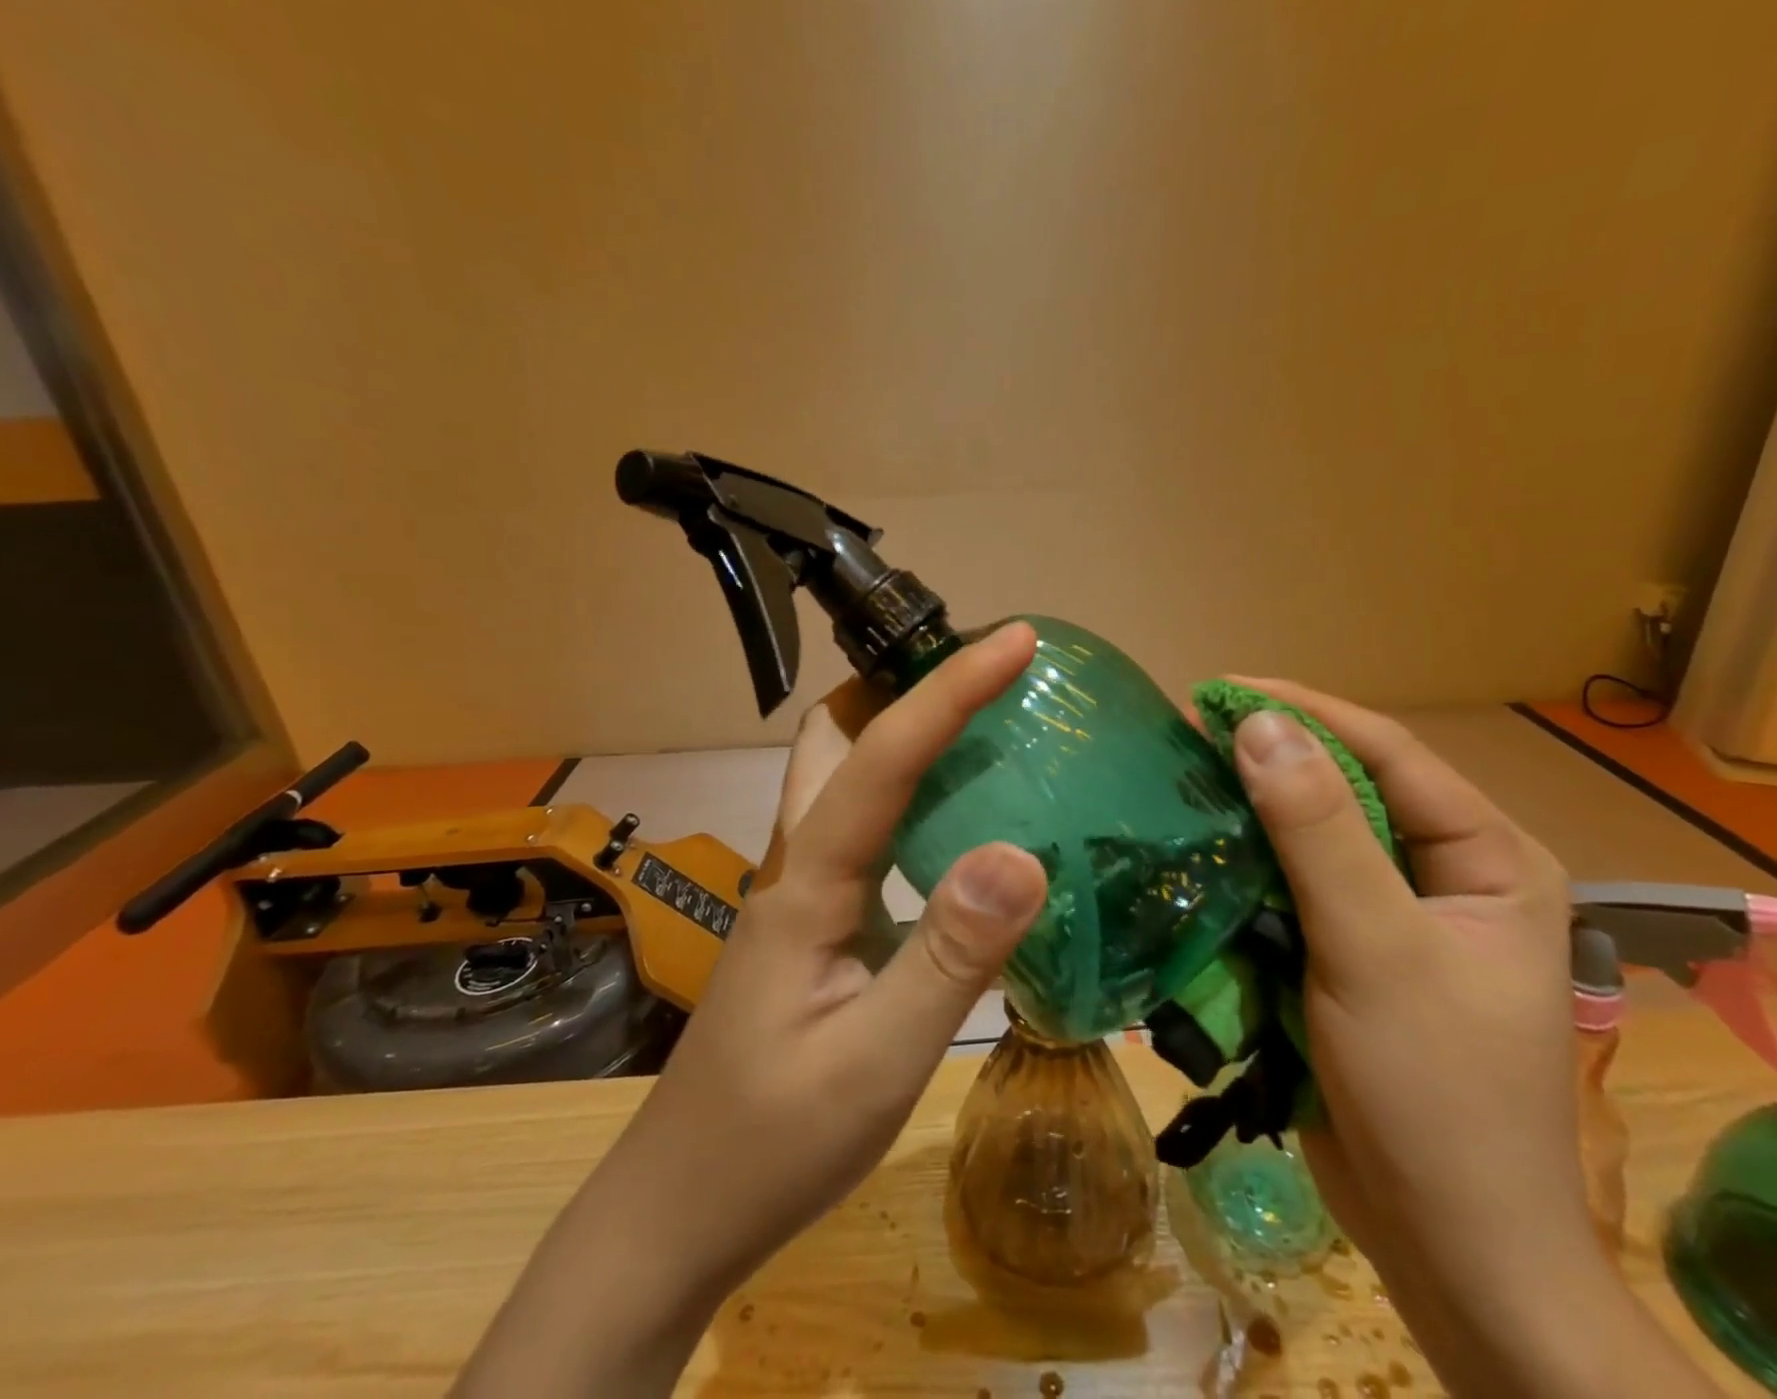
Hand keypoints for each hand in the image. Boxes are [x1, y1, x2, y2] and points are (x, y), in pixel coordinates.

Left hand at [457, 624, 1049, 1398]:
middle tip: (977, 676)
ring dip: (902, 733)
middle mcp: (798, 864)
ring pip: (842, 777)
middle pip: (835, 737)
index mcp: (808, 881)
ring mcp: (802, 893)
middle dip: (900, 684)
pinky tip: (956, 827)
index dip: (949, 690)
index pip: (883, 757)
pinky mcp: (816, 924)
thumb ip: (950, 958)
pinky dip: (910, 798)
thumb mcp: (876, 1063)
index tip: (1015, 641)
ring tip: (981, 729)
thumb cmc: (772, 1143)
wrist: (679, 1211)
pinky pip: (864, 830)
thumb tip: (1021, 856)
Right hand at [1227, 679, 1718, 1397]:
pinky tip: (1198, 848)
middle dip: (1271, 758)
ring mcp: (1395, 917)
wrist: (1449, 1250)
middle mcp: (1446, 874)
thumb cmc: (1433, 1093)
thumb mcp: (1374, 948)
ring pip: (1314, 837)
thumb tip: (1258, 726)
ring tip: (1182, 777)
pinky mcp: (1352, 954)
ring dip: (1251, 811)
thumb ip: (1317, 832)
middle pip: (1349, 788)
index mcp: (1487, 858)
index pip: (1388, 752)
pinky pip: (1293, 887)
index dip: (1304, 711)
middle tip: (1188, 732)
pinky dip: (1246, 866)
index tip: (1217, 691)